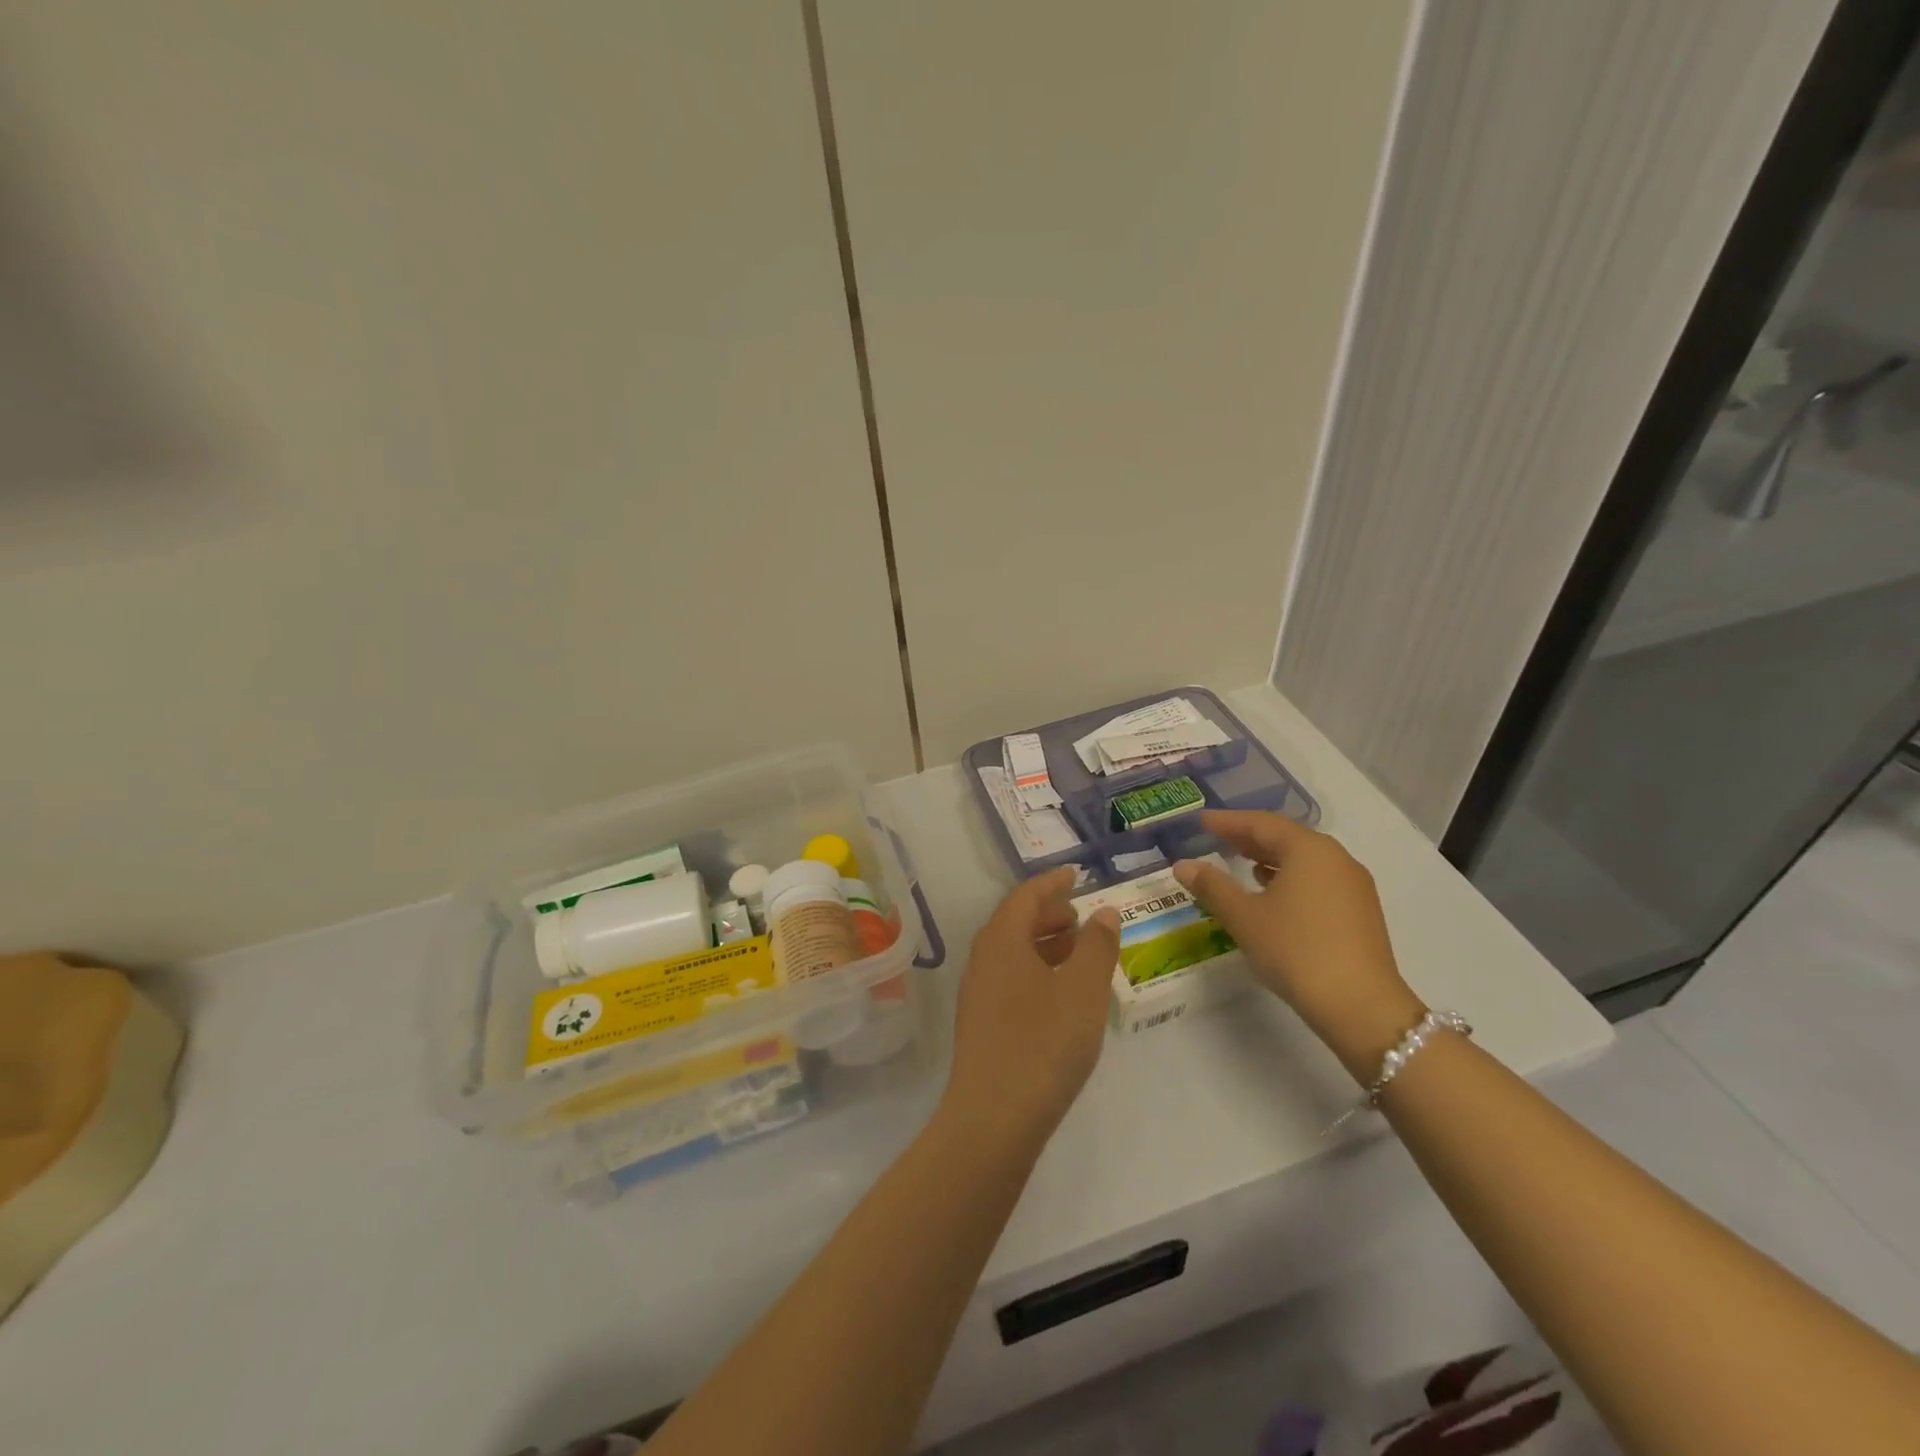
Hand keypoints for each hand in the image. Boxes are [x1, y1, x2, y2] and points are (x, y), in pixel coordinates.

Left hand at [942, 865, 1120, 1150]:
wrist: (993, 1118)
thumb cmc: (1043, 1044)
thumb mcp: (1083, 990)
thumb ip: (1096, 946)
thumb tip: (1103, 912)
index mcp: (1002, 941)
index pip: (1025, 896)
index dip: (1051, 883)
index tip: (1075, 875)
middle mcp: (983, 959)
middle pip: (1015, 921)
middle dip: (1048, 913)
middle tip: (1081, 915)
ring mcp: (978, 993)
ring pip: (1012, 952)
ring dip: (1044, 943)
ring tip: (1078, 950)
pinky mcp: (981, 1023)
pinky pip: (1010, 978)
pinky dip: (1036, 970)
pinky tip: (1060, 993)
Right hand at [1171, 811, 1424, 1081]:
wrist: (1361, 1006)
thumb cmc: (1295, 951)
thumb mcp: (1244, 917)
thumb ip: (1212, 886)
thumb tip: (1182, 865)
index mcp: (1308, 849)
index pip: (1261, 823)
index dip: (1228, 821)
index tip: (1201, 820)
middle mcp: (1335, 858)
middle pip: (1286, 837)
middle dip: (1250, 837)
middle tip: (1217, 838)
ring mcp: (1353, 885)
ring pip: (1304, 859)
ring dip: (1271, 858)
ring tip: (1241, 863)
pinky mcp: (1360, 911)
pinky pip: (1318, 879)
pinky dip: (1290, 877)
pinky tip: (1273, 894)